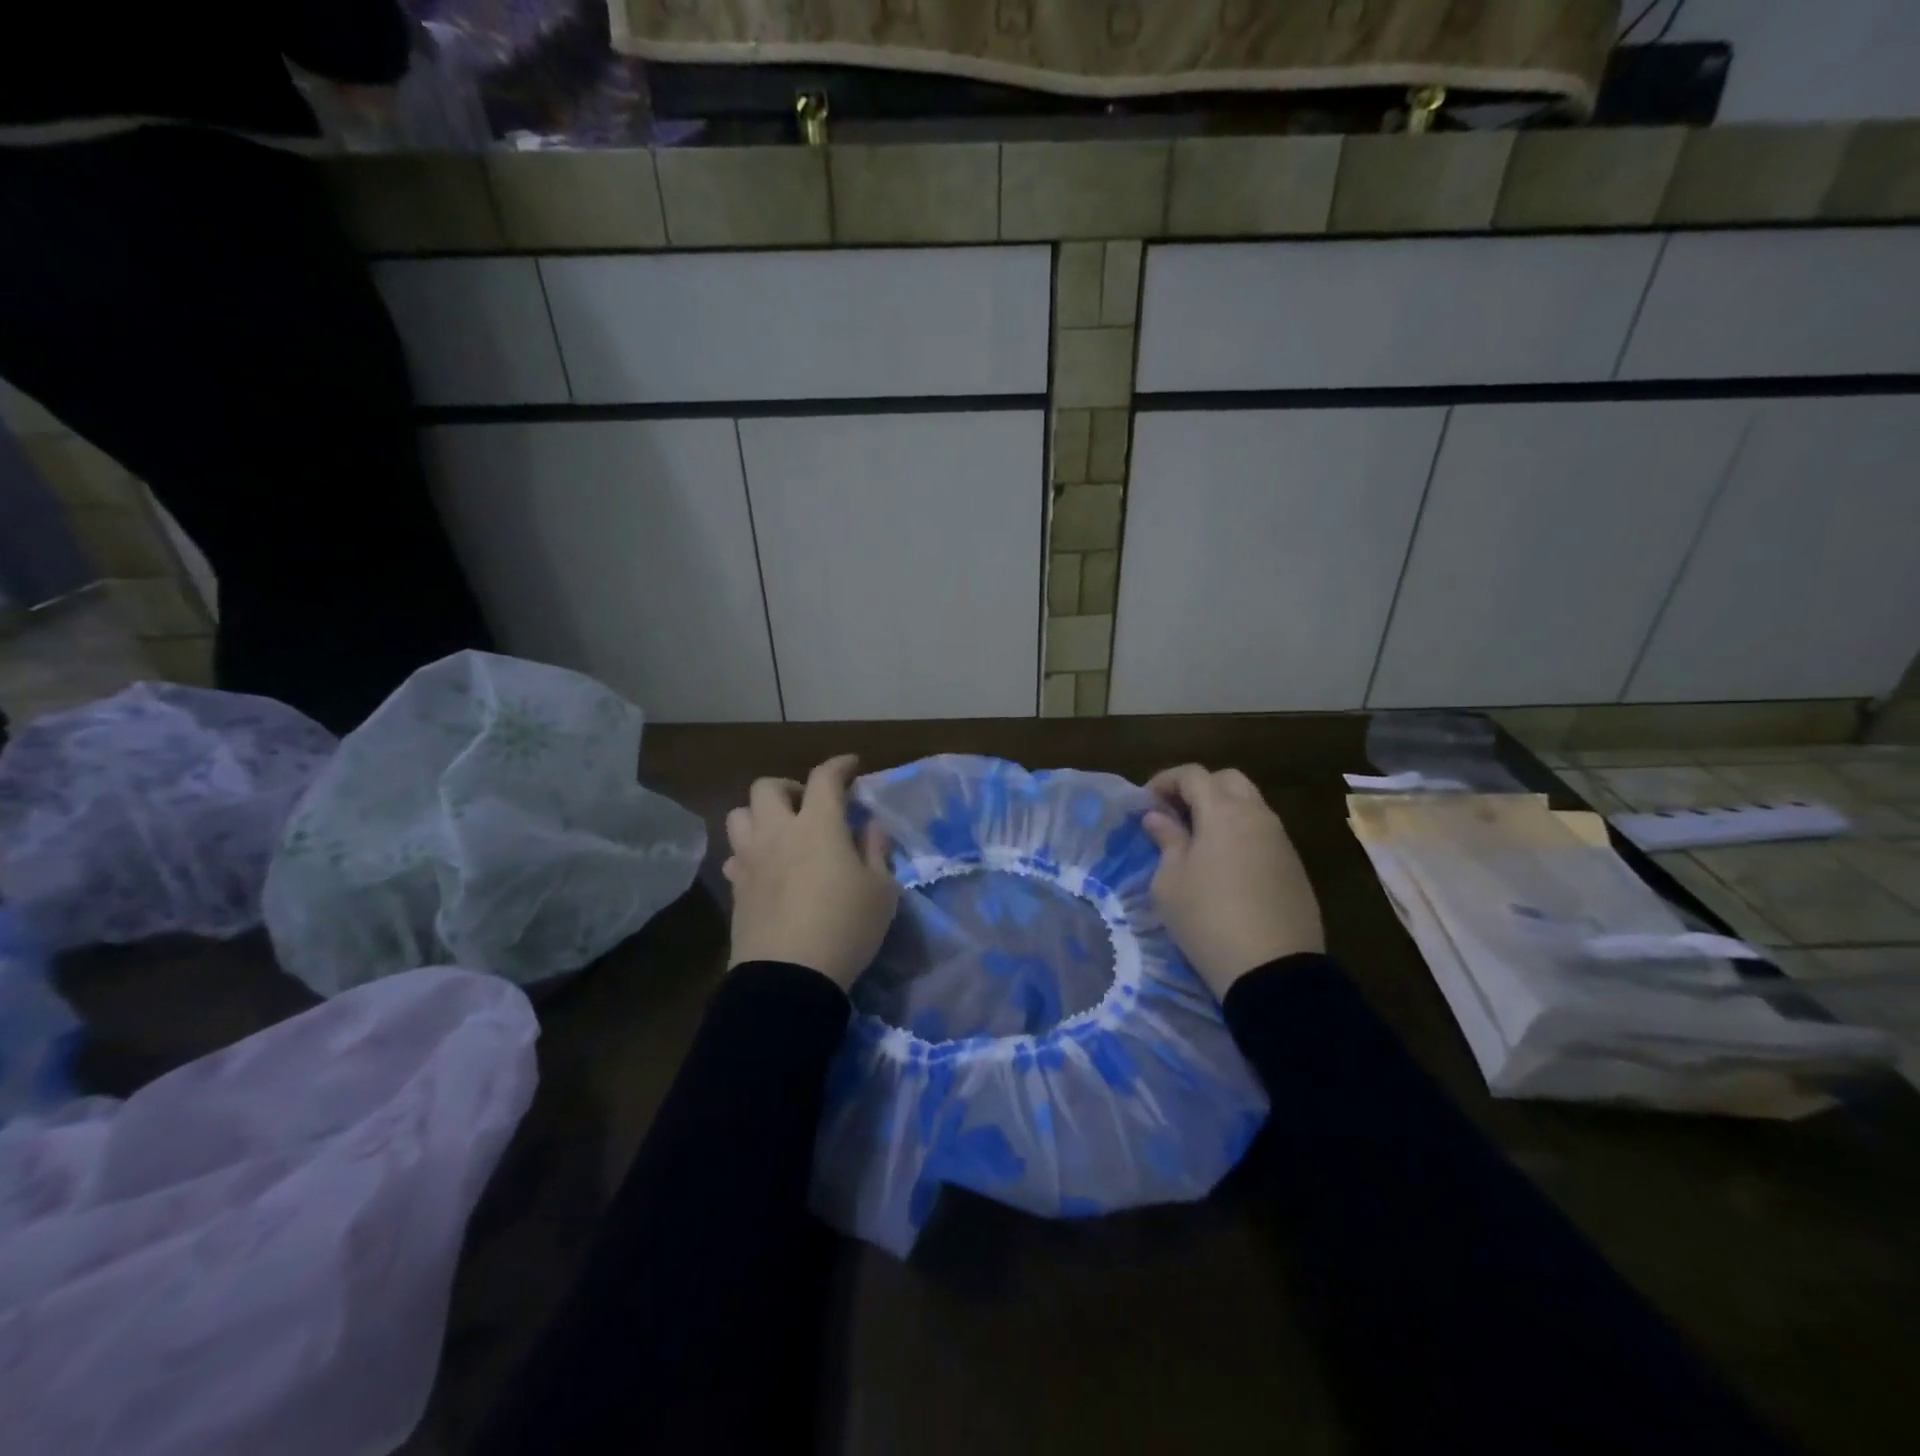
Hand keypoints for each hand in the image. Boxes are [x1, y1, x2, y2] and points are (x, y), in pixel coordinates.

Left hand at [723, 754, 897, 989]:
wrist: (790, 977)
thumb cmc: (846, 927)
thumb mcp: (881, 890)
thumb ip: (876, 850)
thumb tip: (869, 827)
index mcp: (818, 825)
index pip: (824, 778)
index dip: (839, 765)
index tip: (851, 766)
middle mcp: (778, 833)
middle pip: (767, 787)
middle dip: (789, 786)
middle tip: (808, 804)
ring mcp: (751, 860)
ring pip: (739, 816)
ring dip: (760, 815)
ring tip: (781, 832)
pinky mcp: (736, 889)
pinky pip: (735, 856)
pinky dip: (749, 853)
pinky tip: (765, 868)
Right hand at [1143, 765, 1324, 999]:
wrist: (1273, 970)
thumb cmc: (1207, 919)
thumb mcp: (1170, 881)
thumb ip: (1166, 841)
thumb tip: (1158, 818)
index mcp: (1224, 812)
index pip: (1193, 775)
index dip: (1166, 780)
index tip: (1146, 802)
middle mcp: (1258, 816)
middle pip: (1228, 780)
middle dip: (1198, 788)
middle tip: (1174, 813)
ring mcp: (1281, 841)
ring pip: (1251, 805)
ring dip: (1222, 810)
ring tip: (1197, 839)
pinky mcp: (1294, 867)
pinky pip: (1264, 833)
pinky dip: (1241, 833)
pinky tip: (1225, 863)